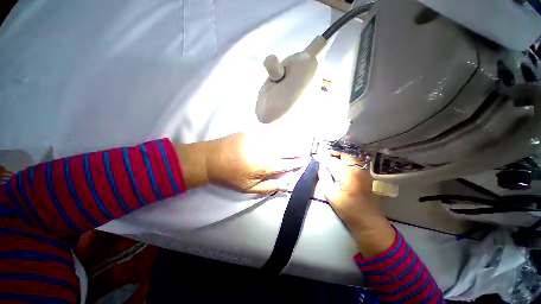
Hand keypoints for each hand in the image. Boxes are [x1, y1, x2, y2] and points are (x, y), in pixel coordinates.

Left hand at [175, 127, 307, 192]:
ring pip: (283, 137)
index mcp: (266, 165)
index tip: (306, 161)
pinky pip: (273, 130)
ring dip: (293, 140)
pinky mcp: (255, 130)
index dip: (299, 163)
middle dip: (299, 150)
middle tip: (305, 151)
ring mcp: (261, 137)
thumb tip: (287, 185)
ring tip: (298, 142)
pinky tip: (284, 134)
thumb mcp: (249, 188)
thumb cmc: (230, 176)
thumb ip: (269, 187)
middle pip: (290, 148)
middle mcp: (267, 149)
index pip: (289, 163)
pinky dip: (281, 133)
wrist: (212, 158)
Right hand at [317, 152, 394, 256]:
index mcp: (347, 176)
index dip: (323, 157)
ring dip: (342, 155)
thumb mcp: (330, 195)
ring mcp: (366, 171)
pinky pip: (358, 161)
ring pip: (353, 156)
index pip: (332, 161)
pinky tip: (343, 164)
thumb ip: (324, 177)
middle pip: (345, 154)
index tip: (315, 156)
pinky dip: (349, 159)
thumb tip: (321, 165)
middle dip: (334, 152)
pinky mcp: (369, 174)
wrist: (368, 220)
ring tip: (333, 159)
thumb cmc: (347, 210)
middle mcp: (358, 170)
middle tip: (325, 156)